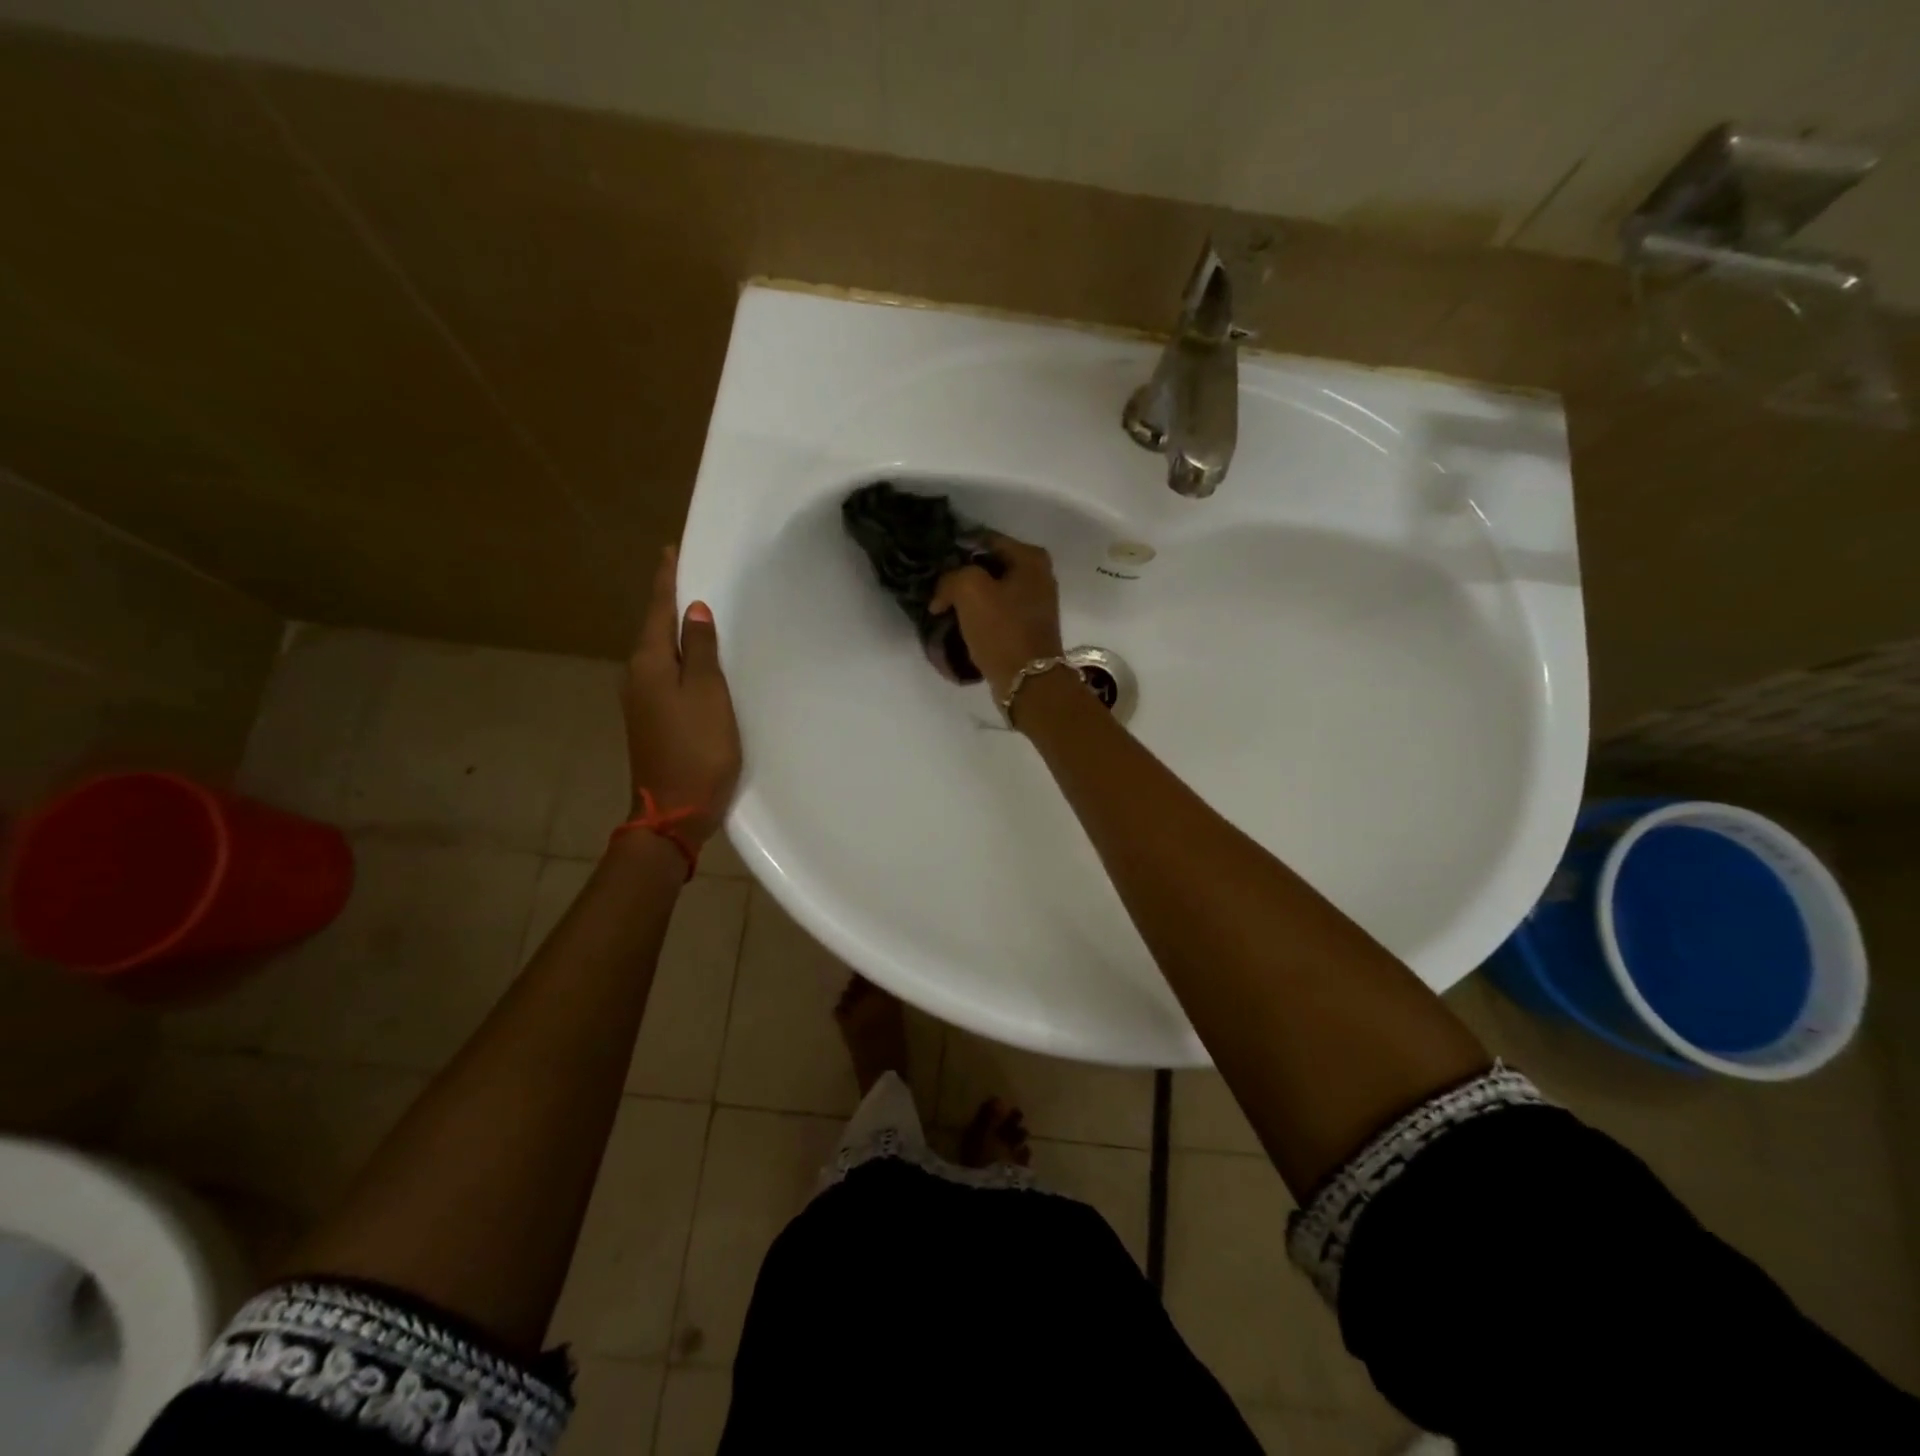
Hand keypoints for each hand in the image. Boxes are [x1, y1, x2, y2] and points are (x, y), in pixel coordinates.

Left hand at [621, 548, 741, 844]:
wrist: (675, 810)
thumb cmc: (697, 749)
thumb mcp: (708, 695)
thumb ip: (702, 651)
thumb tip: (695, 610)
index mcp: (649, 664)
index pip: (658, 610)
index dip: (667, 580)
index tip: (671, 550)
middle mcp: (637, 676)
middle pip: (654, 629)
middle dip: (669, 601)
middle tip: (690, 574)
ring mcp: (641, 700)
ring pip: (659, 652)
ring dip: (675, 629)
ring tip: (697, 609)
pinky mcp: (651, 719)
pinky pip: (665, 673)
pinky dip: (679, 657)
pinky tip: (695, 658)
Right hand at [930, 533, 1064, 701]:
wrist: (1028, 681)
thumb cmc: (1002, 629)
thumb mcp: (969, 590)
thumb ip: (951, 577)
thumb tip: (942, 594)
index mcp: (1031, 558)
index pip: (984, 540)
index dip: (956, 550)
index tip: (934, 567)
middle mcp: (1039, 576)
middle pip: (989, 566)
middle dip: (962, 577)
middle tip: (936, 590)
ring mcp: (1035, 604)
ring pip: (991, 592)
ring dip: (968, 600)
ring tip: (943, 610)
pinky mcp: (1027, 628)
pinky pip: (996, 614)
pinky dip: (979, 618)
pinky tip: (960, 626)